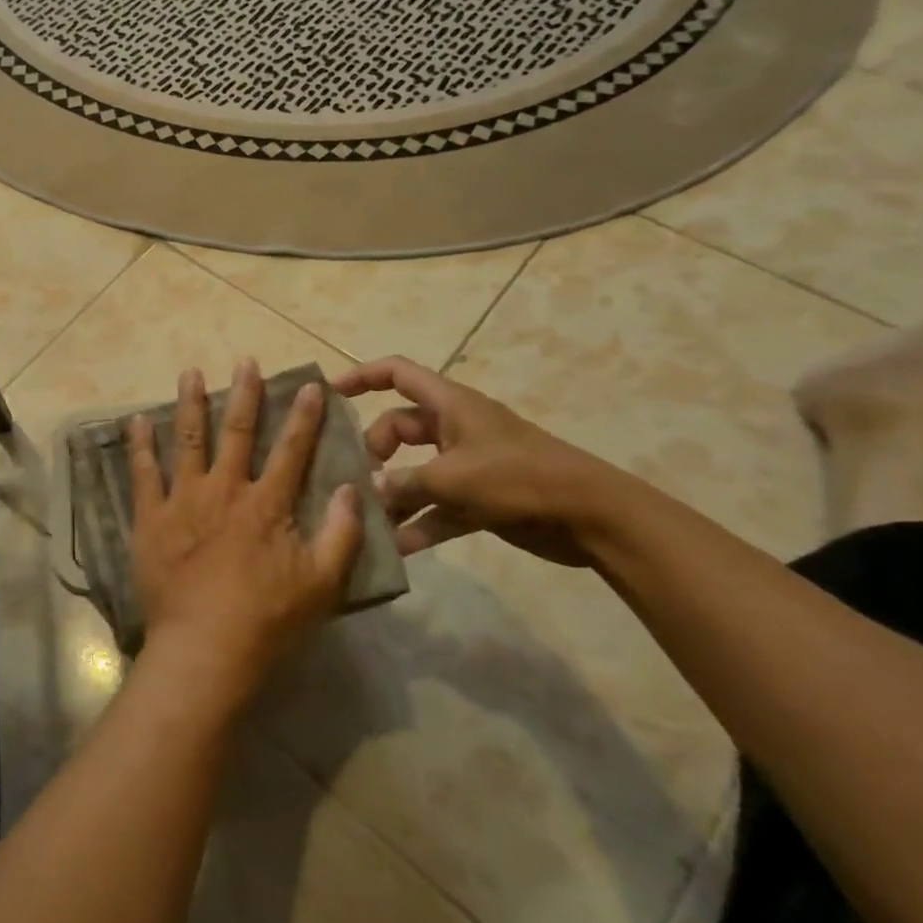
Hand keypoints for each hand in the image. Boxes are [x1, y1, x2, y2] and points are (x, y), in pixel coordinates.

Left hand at [128, 361, 362, 708]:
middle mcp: (224, 490)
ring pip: (187, 440)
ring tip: (190, 372)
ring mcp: (183, 500)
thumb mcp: (322, 584)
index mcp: (266, 504)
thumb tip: (353, 489)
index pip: (291, 449)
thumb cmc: (267, 619)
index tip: (308, 385)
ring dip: (190, 403)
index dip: (303, 416)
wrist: (204, 648)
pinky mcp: (150, 517)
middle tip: (245, 361)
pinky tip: (136, 420)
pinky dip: (140, 445)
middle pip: (236, 432)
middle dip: (244, 394)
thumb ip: (341, 534)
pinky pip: (143, 473)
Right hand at [333, 355, 619, 567]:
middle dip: (374, 452)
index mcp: (449, 405)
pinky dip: (419, 524)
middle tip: (357, 480)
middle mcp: (454, 429)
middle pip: (398, 428)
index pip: (397, 373)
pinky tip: (398, 549)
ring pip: (415, 473)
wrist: (593, 517)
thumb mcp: (452, 478)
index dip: (361, 376)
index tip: (329, 395)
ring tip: (366, 520)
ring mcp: (467, 465)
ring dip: (393, 496)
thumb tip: (368, 493)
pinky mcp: (479, 500)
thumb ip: (403, 484)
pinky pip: (437, 508)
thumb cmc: (518, 478)